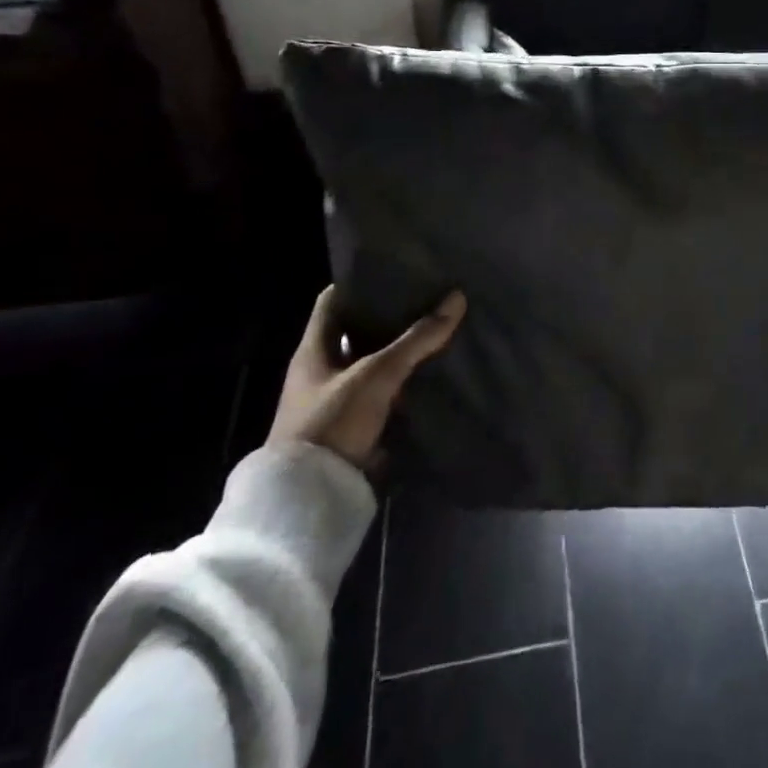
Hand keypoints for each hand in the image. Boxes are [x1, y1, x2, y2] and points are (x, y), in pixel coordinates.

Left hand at [269, 286, 465, 467]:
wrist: (310, 499)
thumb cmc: (331, 422)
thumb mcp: (376, 375)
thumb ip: (416, 339)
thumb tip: (457, 298)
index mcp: (313, 349)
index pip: (332, 300)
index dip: (359, 281)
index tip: (394, 268)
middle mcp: (320, 370)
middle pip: (356, 331)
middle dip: (388, 316)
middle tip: (427, 297)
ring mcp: (336, 400)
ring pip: (372, 364)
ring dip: (398, 352)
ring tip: (437, 329)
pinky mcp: (352, 427)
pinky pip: (382, 394)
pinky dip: (403, 384)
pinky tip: (432, 374)